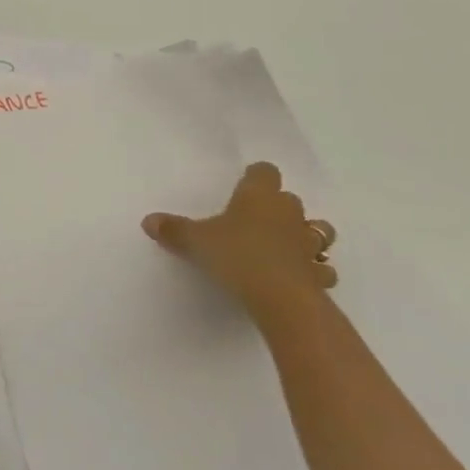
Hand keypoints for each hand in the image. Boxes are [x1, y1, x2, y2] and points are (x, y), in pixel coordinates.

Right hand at [142, 162, 335, 332]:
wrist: (280, 297)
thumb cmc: (236, 255)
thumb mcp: (196, 242)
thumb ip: (174, 230)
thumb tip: (148, 221)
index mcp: (259, 196)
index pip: (264, 172)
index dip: (256, 176)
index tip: (245, 184)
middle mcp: (289, 213)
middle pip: (291, 199)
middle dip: (278, 208)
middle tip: (256, 221)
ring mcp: (308, 243)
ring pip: (318, 230)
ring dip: (306, 235)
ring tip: (287, 246)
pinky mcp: (319, 273)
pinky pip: (321, 268)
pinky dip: (314, 270)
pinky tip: (300, 278)